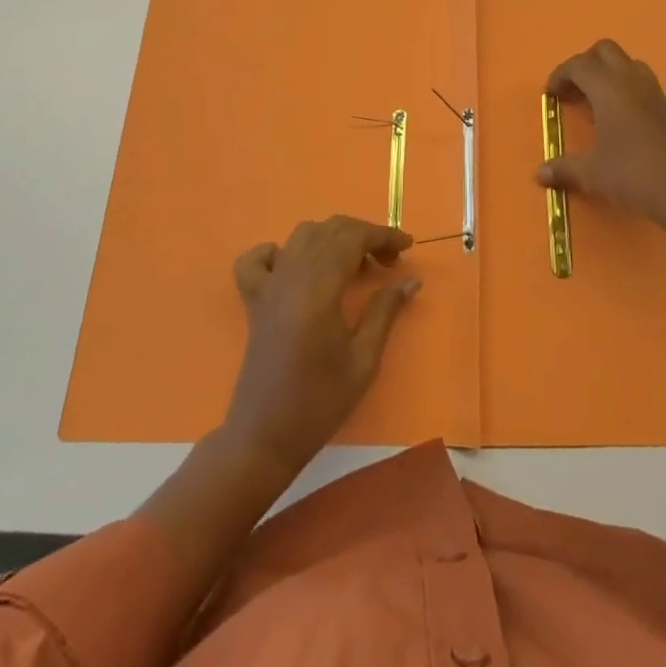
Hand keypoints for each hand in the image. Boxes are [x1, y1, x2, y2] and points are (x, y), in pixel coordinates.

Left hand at [221, 215, 419, 476]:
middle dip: (364, 235)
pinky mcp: (254, 299)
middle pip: (331, 229)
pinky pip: (258, 258)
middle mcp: (292, 275)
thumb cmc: (319, 403)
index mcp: (319, 287)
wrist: (263, 438)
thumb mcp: (363, 361)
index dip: (384, 235)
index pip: (354, 238)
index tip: (408, 246)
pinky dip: (280, 251)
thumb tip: (411, 279)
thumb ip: (385, 311)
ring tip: (355, 265)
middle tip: (389, 261)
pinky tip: (296, 267)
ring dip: (333, 238)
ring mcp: (269, 285)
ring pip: (302, 235)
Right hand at [538, 39, 665, 230]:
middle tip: (573, 90)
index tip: (551, 94)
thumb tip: (540, 174)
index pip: (579, 65)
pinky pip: (641, 82)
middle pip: (604, 50)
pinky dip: (625, 88)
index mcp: (608, 88)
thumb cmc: (633, 174)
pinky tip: (619, 119)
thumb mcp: (592, 173)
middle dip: (585, 64)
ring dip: (607, 73)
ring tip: (596, 102)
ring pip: (627, 63)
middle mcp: (631, 81)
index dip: (560, 75)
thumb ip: (564, 169)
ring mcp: (654, 92)